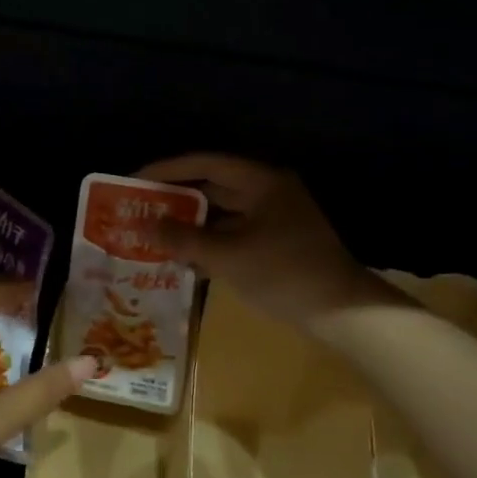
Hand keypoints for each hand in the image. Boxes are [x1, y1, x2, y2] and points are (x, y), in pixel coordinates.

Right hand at [133, 153, 393, 328]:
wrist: (342, 313)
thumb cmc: (285, 274)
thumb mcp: (228, 256)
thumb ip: (184, 239)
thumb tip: (144, 225)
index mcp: (262, 182)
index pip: (206, 164)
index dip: (167, 170)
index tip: (134, 181)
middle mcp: (267, 193)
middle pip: (213, 188)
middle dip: (175, 200)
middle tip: (139, 210)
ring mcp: (274, 220)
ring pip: (221, 215)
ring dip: (190, 226)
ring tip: (153, 236)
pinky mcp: (275, 245)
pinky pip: (233, 236)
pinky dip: (209, 244)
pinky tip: (183, 260)